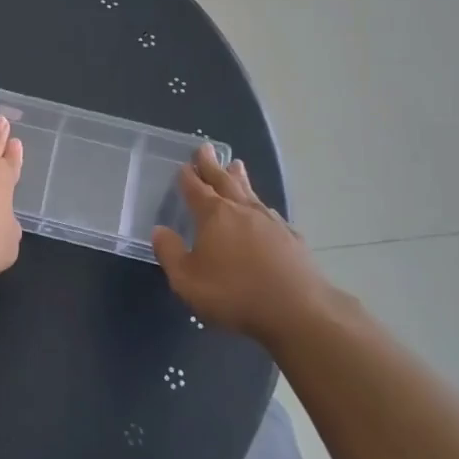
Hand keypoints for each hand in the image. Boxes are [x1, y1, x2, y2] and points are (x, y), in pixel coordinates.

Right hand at [151, 145, 350, 338]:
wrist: (298, 309)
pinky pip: (269, 211)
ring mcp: (270, 221)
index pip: (196, 189)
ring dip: (239, 178)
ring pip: (249, 192)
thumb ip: (170, 253)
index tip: (183, 164)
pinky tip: (262, 208)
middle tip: (206, 148)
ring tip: (236, 165)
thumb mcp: (187, 280)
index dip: (187, 176)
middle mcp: (241, 210)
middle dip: (212, 165)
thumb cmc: (234, 293)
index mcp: (214, 215)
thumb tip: (160, 230)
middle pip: (223, 181)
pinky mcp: (291, 237)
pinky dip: (260, 204)